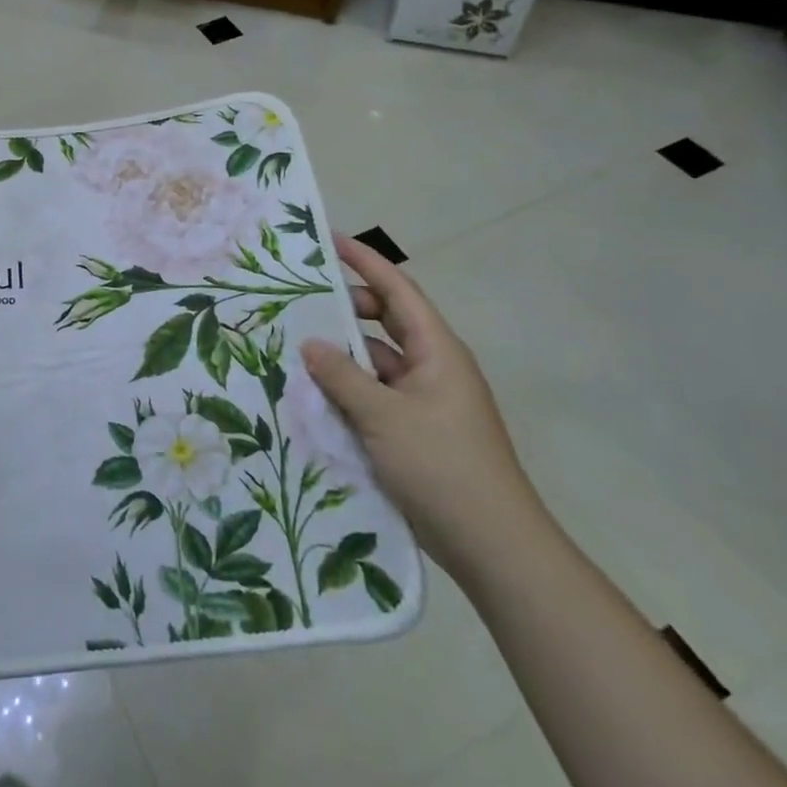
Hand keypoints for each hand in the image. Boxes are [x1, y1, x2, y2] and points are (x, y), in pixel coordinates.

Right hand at [301, 234, 544, 578]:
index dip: (365, 262)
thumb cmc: (443, 466)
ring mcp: (423, 401)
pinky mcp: (413, 431)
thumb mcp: (385, 417)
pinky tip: (312, 393)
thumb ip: (343, 377)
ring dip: (341, 354)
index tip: (329, 241)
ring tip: (294, 345)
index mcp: (436, 351)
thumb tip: (310, 343)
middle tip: (298, 302)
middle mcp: (431, 368)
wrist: (493, 545)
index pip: (397, 291)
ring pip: (375, 362)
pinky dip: (347, 389)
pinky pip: (374, 395)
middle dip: (345, 309)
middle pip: (384, 323)